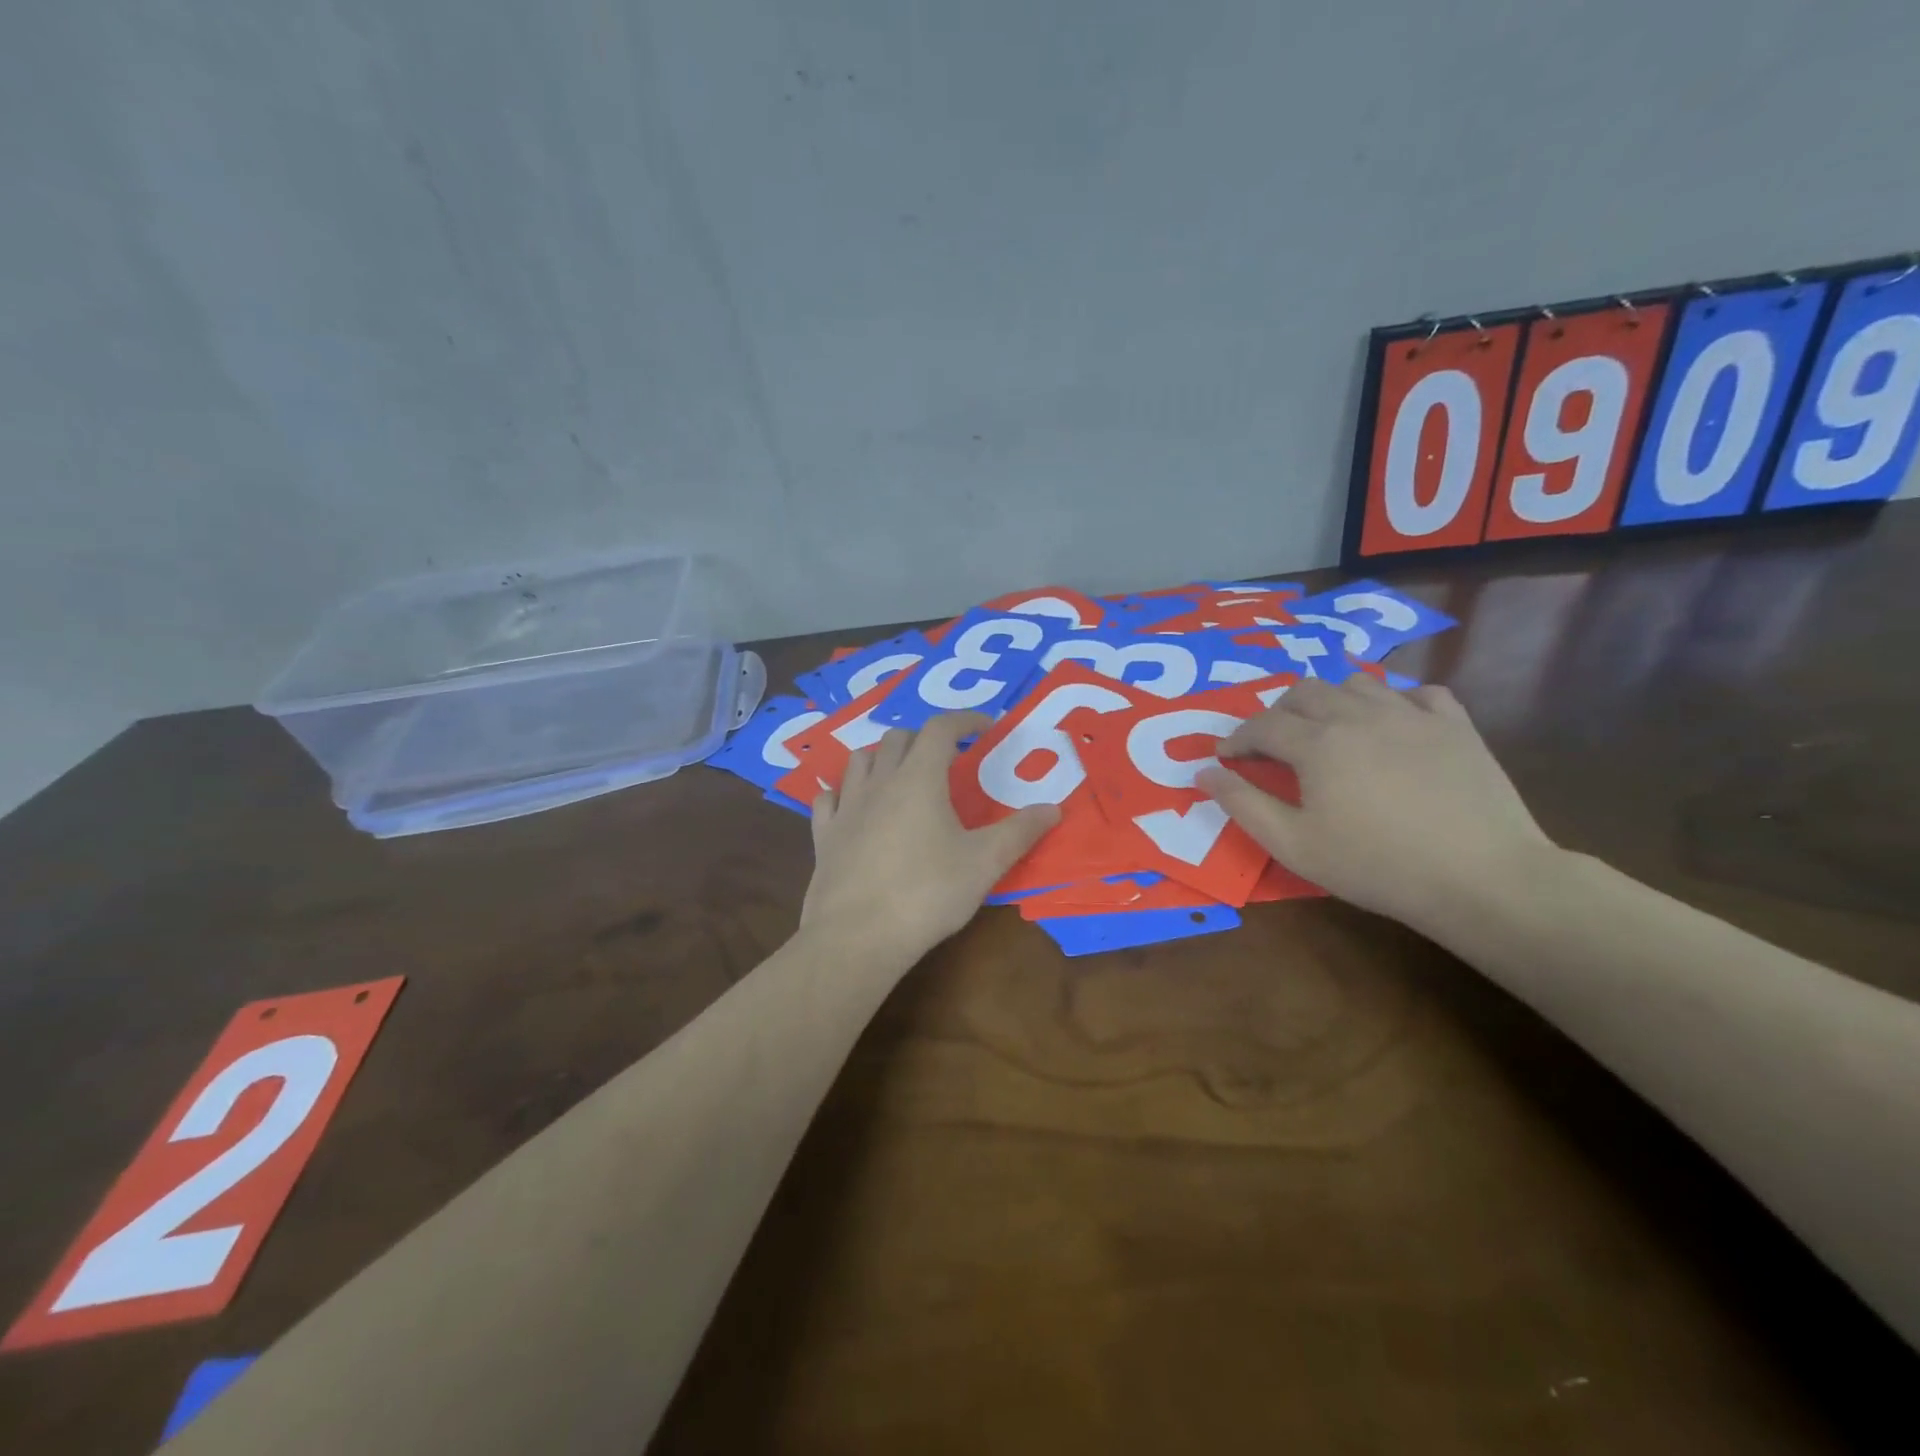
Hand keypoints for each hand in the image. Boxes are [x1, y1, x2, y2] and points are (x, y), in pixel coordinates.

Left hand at [801, 714, 1059, 966]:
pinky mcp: (824, 836)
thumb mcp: (985, 864)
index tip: (984, 727)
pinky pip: (829, 798)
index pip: (940, 728)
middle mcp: (879, 783)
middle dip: (924, 738)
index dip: (963, 720)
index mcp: (919, 779)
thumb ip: (1020, 832)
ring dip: (882, 758)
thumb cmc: (927, 894)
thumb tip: (1053, 808)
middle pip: (897, 739)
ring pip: (859, 760)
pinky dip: (845, 792)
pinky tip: (855, 807)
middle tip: (946, 759)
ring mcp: (846, 808)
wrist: (858, 936)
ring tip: (901, 776)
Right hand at [1196, 677, 1555, 931]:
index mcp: (1317, 743)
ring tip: (1328, 730)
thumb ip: (1242, 804)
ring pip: (1356, 682)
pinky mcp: (1455, 725)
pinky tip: (1392, 725)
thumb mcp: (1293, 845)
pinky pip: (1417, 693)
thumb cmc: (1376, 865)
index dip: (1237, 739)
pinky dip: (1395, 701)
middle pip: (1304, 691)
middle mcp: (1359, 714)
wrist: (1482, 877)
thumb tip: (1204, 771)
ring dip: (1330, 700)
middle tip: (1272, 745)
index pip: (1261, 725)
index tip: (1226, 757)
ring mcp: (1411, 714)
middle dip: (1277, 713)